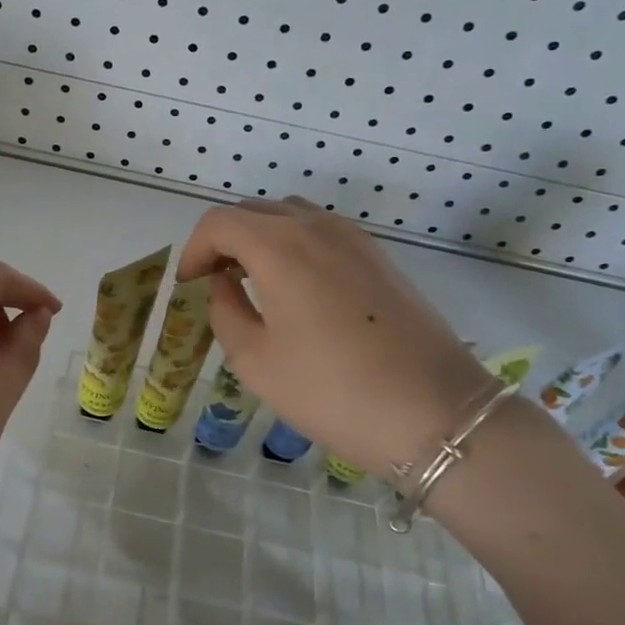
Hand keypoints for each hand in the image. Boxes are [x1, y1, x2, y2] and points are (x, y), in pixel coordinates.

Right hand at [179, 199, 492, 475]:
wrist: (434, 412)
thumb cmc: (331, 390)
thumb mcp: (255, 361)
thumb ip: (226, 311)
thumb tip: (224, 283)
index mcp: (278, 246)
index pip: (219, 222)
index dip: (194, 249)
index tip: (189, 284)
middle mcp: (316, 227)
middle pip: (254, 211)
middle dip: (224, 240)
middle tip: (215, 281)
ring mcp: (354, 238)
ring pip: (291, 216)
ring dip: (261, 238)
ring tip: (254, 281)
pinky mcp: (380, 257)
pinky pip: (323, 233)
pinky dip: (295, 245)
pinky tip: (298, 289)